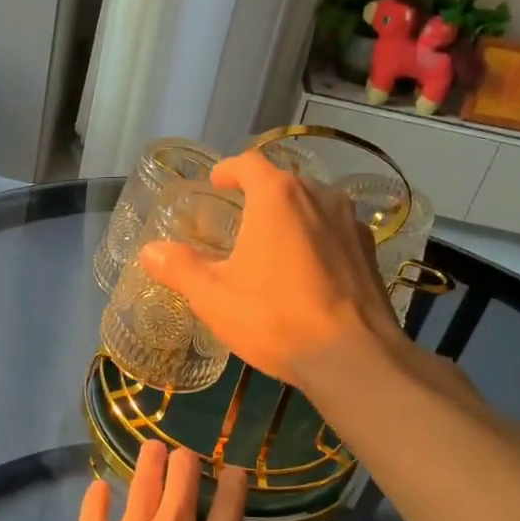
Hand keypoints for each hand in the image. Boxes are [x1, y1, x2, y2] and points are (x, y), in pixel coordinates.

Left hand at [63, 442, 273, 520]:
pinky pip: (92, 514)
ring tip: (152, 447)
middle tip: (184, 455)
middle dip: (186, 462)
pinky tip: (98, 486)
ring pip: (141, 485)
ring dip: (149, 462)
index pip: (230, 506)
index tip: (233, 471)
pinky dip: (96, 497)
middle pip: (182, 482)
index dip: (234, 483)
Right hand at [139, 149, 398, 391]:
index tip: (216, 182)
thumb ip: (180, 268)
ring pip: (313, 206)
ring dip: (290, 216)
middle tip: (238, 218)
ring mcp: (351, 222)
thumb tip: (150, 251)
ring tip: (272, 244)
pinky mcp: (370, 252)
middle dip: (259, 195)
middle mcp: (319, 196)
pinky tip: (306, 271)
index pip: (249, 163)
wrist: (353, 356)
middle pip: (283, 183)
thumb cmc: (275, 317)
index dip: (229, 169)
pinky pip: (334, 232)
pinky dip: (316, 240)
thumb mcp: (214, 297)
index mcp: (277, 196)